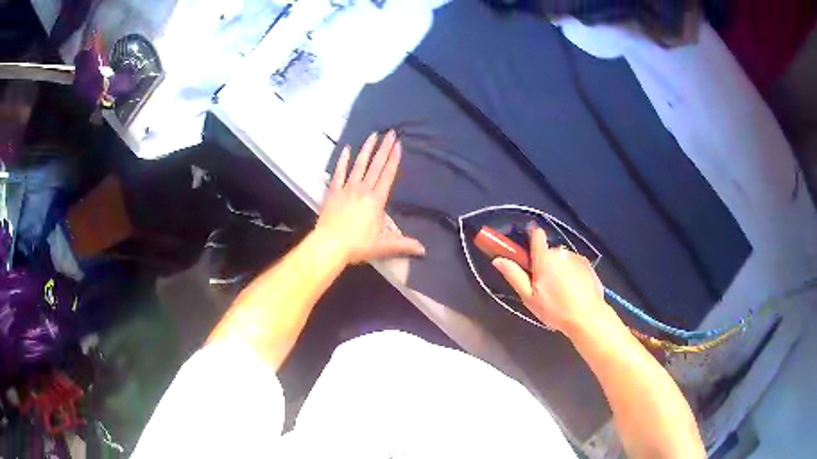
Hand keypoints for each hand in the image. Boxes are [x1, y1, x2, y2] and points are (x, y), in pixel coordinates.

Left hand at [317, 130, 425, 264]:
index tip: (398, 144)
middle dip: (384, 148)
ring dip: (366, 149)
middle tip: (390, 133)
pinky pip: (339, 173)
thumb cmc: (358, 245)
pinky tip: (346, 149)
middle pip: (376, 166)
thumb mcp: (384, 246)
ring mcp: (347, 189)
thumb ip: (404, 245)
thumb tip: (424, 250)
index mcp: (377, 200)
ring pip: (359, 165)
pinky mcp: (333, 192)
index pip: (388, 175)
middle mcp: (363, 189)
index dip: (394, 159)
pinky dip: (343, 161)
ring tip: (372, 135)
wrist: (330, 245)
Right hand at [492, 224, 608, 333]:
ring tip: (561, 292)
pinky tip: (573, 291)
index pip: (537, 235)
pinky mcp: (588, 265)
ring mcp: (577, 257)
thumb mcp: (529, 297)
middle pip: (548, 252)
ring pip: (562, 259)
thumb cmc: (555, 309)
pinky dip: (571, 273)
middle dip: (544, 264)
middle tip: (543, 286)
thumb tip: (498, 259)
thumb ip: (514, 276)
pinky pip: (574, 265)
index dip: (531, 234)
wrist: (587, 317)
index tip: (527, 243)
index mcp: (544, 258)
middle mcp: (561, 252)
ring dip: (559, 269)